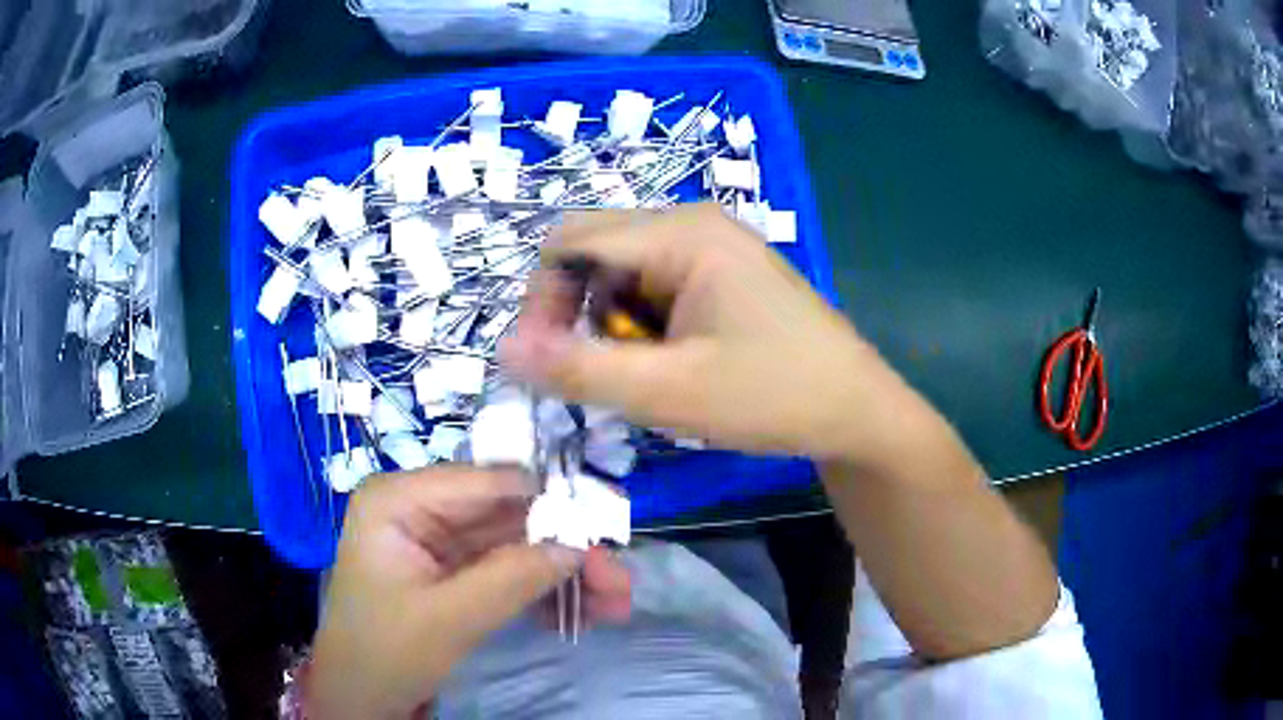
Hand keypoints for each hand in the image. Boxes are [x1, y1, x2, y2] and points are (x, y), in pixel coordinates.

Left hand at [306, 467, 605, 718]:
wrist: (360, 698)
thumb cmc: (384, 653)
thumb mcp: (447, 619)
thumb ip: (511, 577)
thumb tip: (579, 545)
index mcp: (399, 499)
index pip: (486, 483)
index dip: (549, 500)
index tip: (607, 527)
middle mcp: (420, 508)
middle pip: (509, 516)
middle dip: (566, 548)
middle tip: (618, 583)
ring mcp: (438, 541)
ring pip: (516, 544)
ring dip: (564, 574)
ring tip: (613, 605)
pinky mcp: (453, 572)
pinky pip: (507, 570)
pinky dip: (543, 591)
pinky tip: (580, 614)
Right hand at [503, 203, 914, 463]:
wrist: (856, 412)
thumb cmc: (772, 396)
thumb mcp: (668, 392)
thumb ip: (580, 370)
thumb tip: (504, 352)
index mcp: (682, 232)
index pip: (571, 242)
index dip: (541, 301)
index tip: (546, 362)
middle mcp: (693, 223)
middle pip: (596, 251)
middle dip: (578, 313)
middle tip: (601, 372)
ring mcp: (712, 245)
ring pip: (622, 272)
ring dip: (613, 323)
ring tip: (648, 373)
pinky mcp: (722, 272)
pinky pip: (654, 285)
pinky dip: (643, 324)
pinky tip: (672, 361)